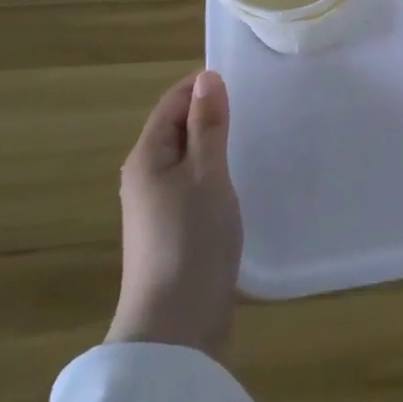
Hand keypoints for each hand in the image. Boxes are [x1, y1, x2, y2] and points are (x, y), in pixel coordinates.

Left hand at [105, 70, 242, 359]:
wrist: (177, 323)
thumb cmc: (191, 238)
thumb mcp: (206, 173)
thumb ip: (207, 125)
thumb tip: (207, 77)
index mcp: (146, 158)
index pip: (171, 103)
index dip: (202, 87)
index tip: (244, 80)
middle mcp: (145, 177)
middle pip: (178, 129)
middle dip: (211, 113)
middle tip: (257, 106)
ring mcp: (158, 206)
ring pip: (188, 158)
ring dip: (216, 144)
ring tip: (255, 136)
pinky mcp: (175, 229)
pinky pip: (195, 184)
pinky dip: (216, 172)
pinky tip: (241, 178)